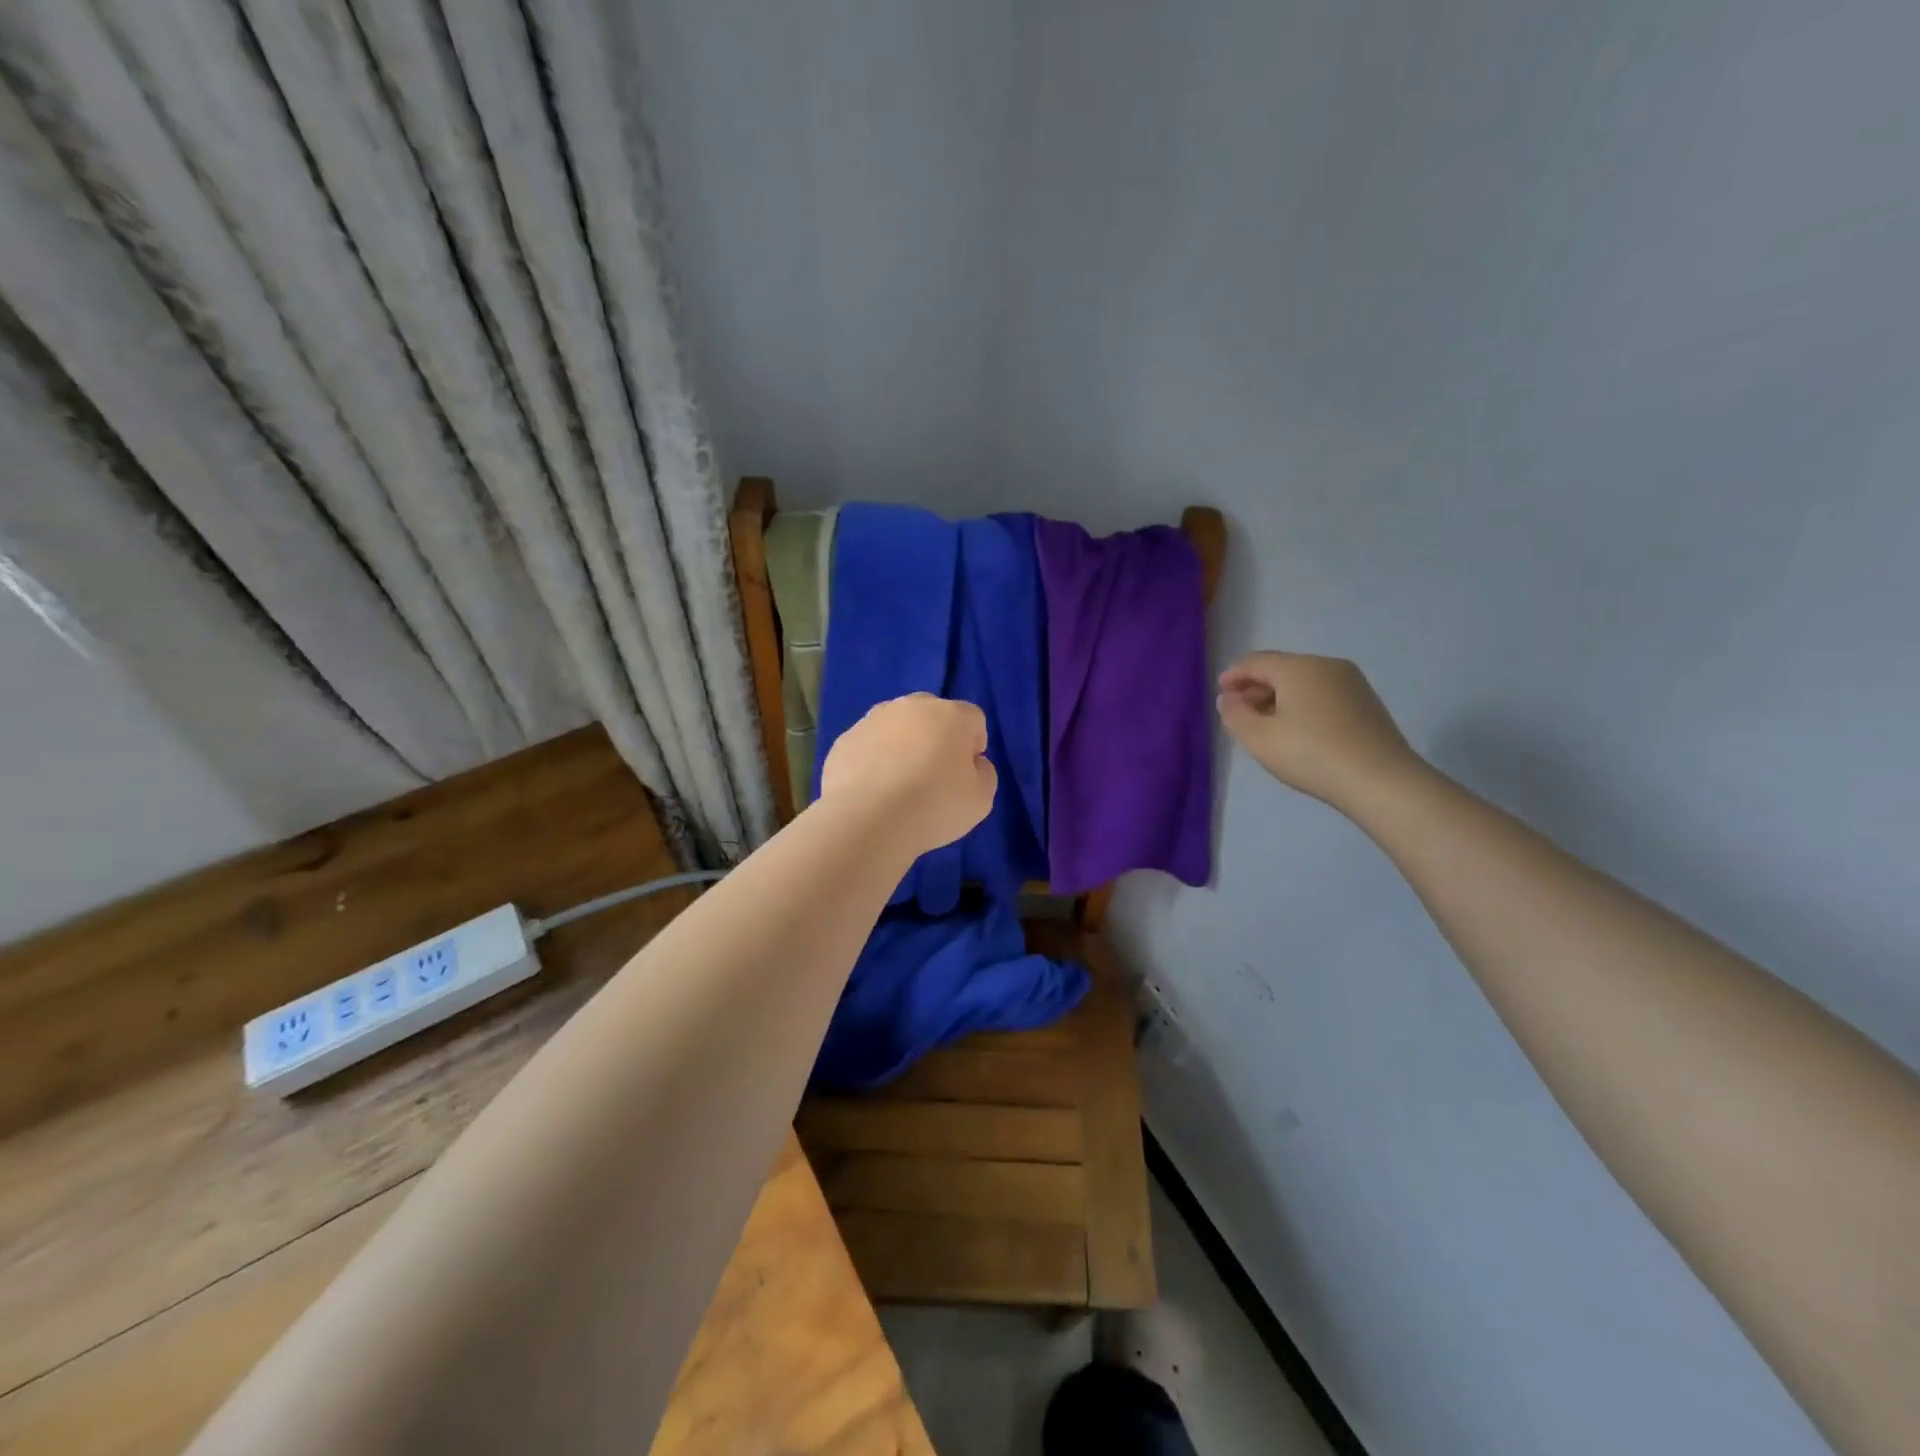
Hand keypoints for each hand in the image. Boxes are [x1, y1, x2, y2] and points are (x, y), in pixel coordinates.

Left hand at [819, 693, 997, 856]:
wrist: (868, 819)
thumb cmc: (934, 806)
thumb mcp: (981, 799)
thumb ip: (984, 773)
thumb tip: (973, 763)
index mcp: (950, 715)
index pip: (973, 719)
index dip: (973, 745)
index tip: (965, 773)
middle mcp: (911, 707)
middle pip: (932, 714)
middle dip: (936, 737)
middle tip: (933, 775)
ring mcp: (873, 720)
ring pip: (896, 726)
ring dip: (902, 745)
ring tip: (898, 784)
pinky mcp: (845, 740)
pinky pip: (868, 745)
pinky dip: (873, 760)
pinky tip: (873, 790)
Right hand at [1216, 652, 1422, 810]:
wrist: (1380, 780)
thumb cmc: (1310, 754)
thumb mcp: (1258, 738)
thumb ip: (1235, 715)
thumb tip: (1229, 698)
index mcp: (1298, 667)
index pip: (1256, 662)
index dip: (1233, 675)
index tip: (1220, 692)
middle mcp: (1326, 665)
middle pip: (1281, 668)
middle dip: (1256, 685)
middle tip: (1239, 709)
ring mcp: (1351, 682)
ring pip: (1304, 681)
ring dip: (1279, 695)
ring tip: (1265, 722)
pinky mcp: (1366, 701)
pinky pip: (1323, 693)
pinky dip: (1302, 703)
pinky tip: (1297, 728)